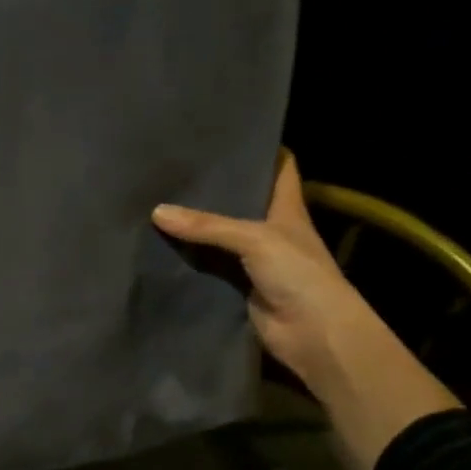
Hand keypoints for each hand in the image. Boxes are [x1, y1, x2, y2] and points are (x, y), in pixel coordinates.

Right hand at [152, 151, 371, 389]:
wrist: (314, 335)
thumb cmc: (299, 274)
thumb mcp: (255, 239)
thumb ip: (207, 225)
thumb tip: (157, 211)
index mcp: (287, 208)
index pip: (279, 168)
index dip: (260, 149)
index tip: (228, 133)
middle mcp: (270, 230)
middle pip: (240, 201)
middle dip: (213, 187)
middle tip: (175, 168)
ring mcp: (252, 260)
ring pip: (218, 236)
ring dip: (194, 226)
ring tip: (156, 200)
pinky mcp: (235, 286)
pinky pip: (206, 267)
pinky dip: (187, 260)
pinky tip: (158, 246)